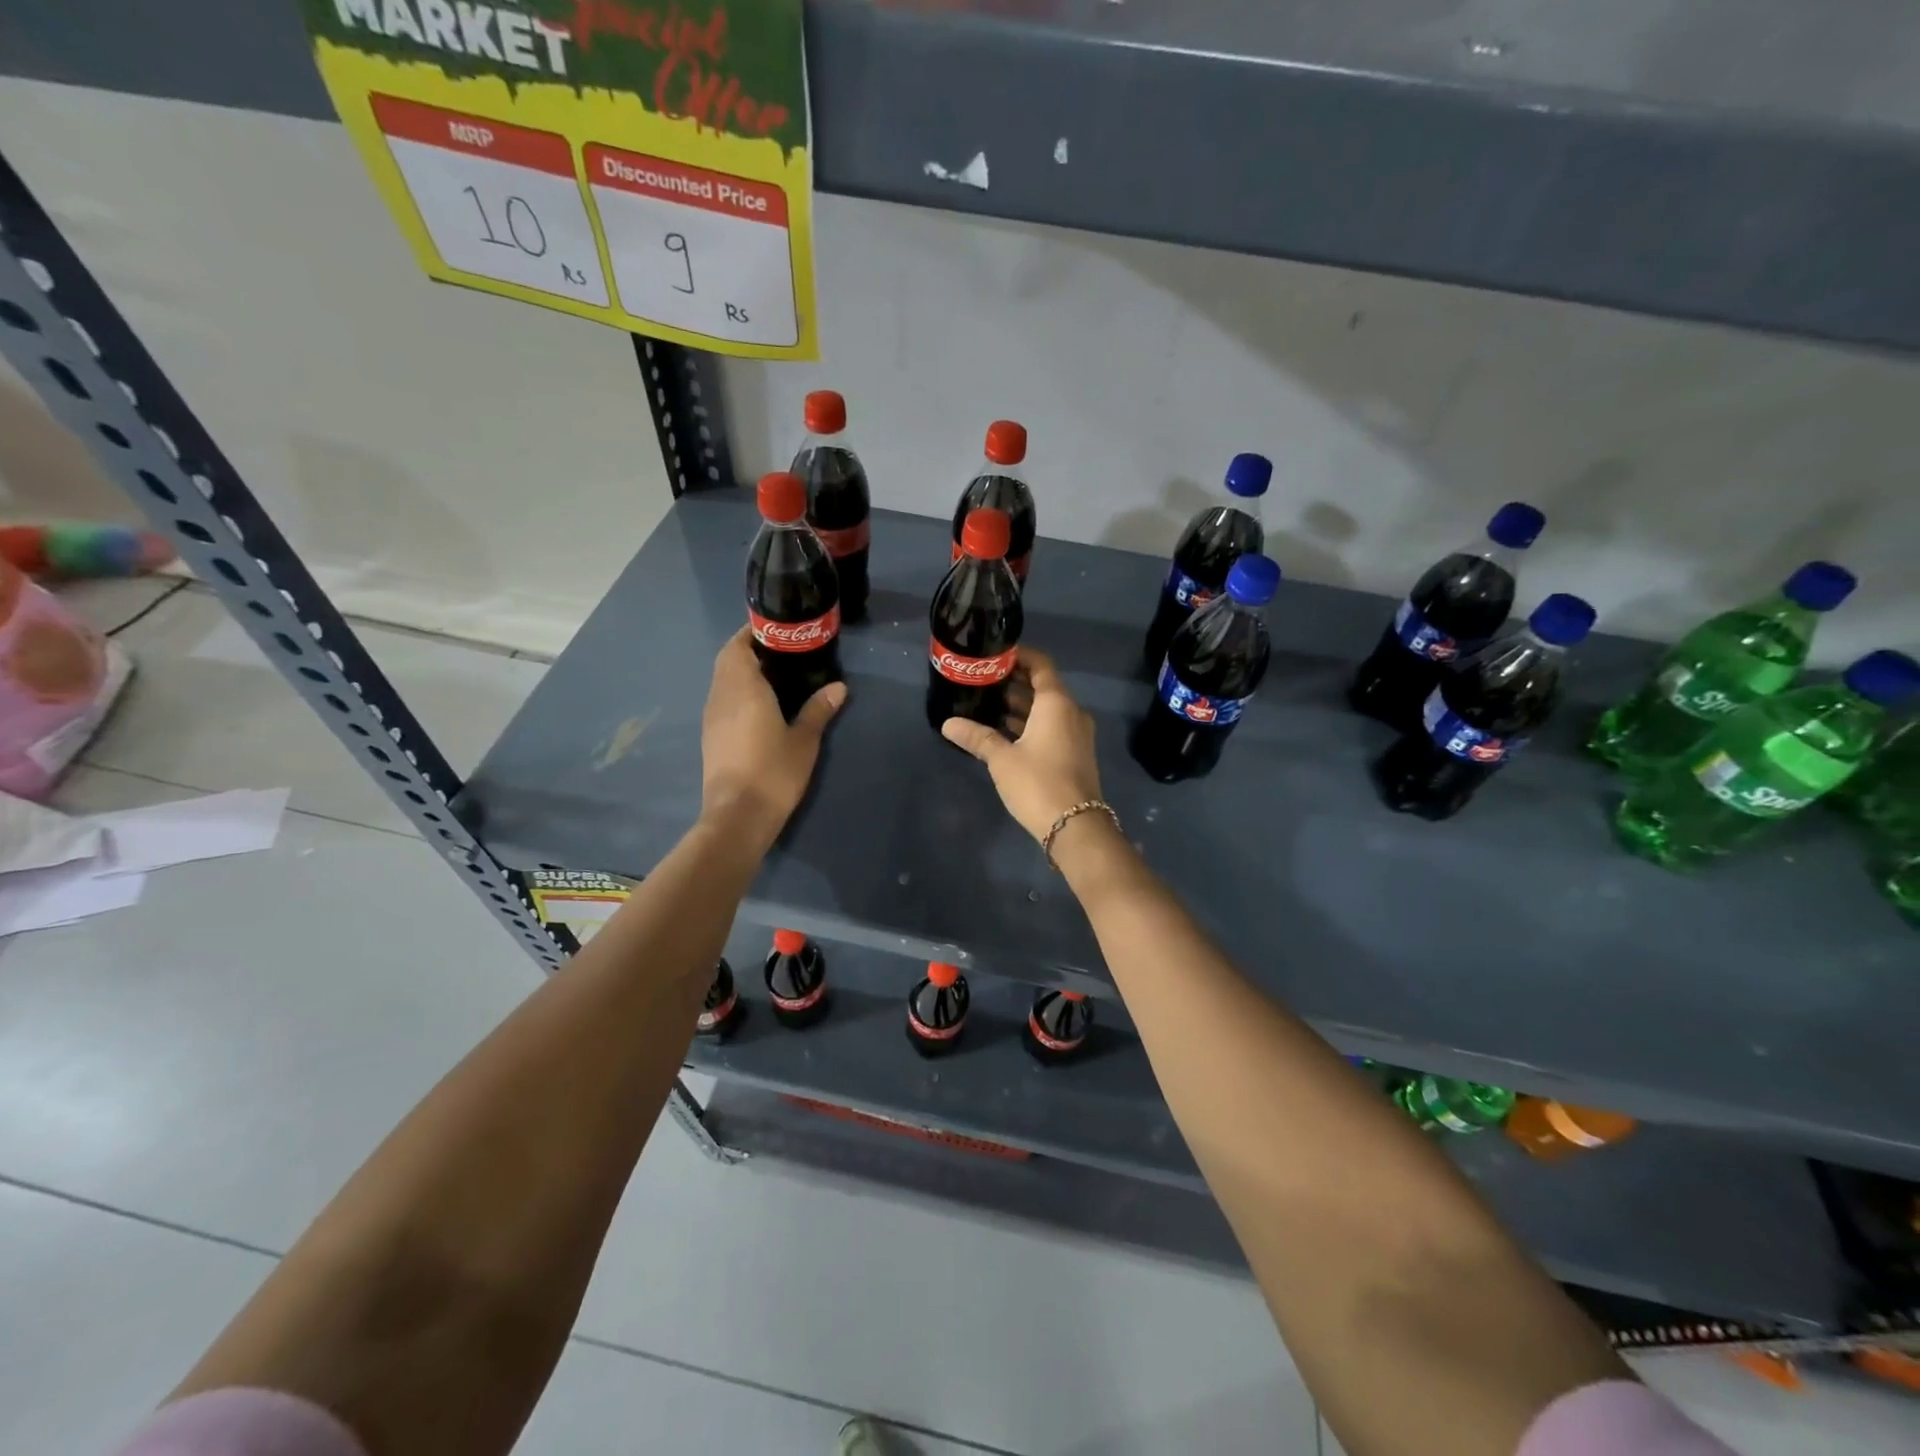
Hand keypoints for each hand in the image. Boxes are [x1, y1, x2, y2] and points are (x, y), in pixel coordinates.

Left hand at [700, 627, 845, 847]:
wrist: (738, 816)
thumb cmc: (773, 772)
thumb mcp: (804, 740)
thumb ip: (818, 709)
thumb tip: (838, 687)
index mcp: (743, 688)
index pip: (738, 646)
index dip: (752, 634)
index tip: (775, 630)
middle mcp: (721, 696)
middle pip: (727, 661)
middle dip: (748, 650)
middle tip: (780, 652)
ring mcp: (712, 717)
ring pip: (722, 681)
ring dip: (741, 672)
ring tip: (774, 676)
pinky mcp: (710, 737)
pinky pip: (722, 701)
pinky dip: (737, 692)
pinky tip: (759, 707)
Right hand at [941, 648, 1102, 843]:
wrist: (1075, 826)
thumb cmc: (1038, 783)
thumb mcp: (1002, 759)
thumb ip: (977, 737)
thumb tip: (948, 724)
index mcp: (1057, 704)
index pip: (1041, 665)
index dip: (1020, 656)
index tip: (995, 655)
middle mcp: (1071, 712)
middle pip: (1043, 687)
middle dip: (1014, 683)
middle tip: (983, 681)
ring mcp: (1076, 734)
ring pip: (1047, 710)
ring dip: (1021, 706)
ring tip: (987, 705)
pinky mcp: (1075, 754)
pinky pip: (1052, 727)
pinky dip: (1030, 724)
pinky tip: (1005, 733)